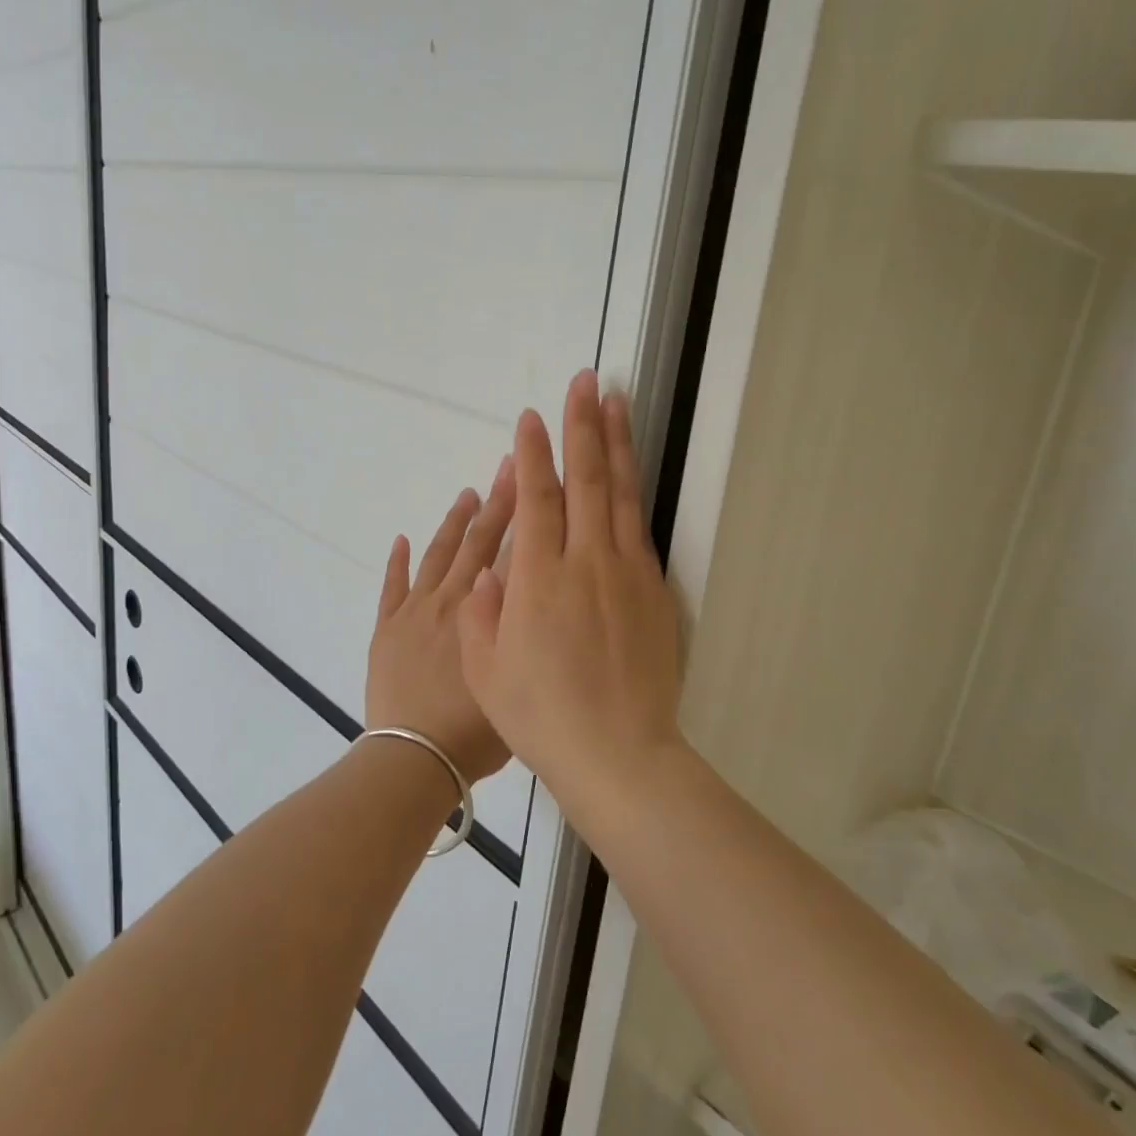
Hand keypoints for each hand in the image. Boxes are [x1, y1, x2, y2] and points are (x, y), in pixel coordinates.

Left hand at [365, 455, 516, 782]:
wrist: (415, 756)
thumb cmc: (475, 731)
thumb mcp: (516, 676)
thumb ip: (523, 628)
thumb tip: (534, 587)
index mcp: (484, 613)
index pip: (510, 551)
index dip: (523, 512)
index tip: (533, 479)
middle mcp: (451, 600)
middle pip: (477, 542)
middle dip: (496, 503)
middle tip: (509, 466)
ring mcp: (415, 612)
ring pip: (437, 555)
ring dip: (453, 522)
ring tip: (468, 493)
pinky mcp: (387, 629)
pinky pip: (392, 587)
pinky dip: (396, 562)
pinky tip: (401, 538)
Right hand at [456, 370, 684, 809]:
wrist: (619, 754)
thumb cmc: (541, 715)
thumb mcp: (486, 671)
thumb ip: (481, 612)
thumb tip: (488, 570)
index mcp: (539, 579)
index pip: (537, 499)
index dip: (534, 454)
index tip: (532, 417)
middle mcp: (586, 562)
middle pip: (585, 480)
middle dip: (582, 426)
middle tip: (585, 382)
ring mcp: (627, 573)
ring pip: (619, 495)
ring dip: (616, 445)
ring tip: (616, 404)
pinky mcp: (654, 591)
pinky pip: (638, 529)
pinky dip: (631, 493)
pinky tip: (628, 475)